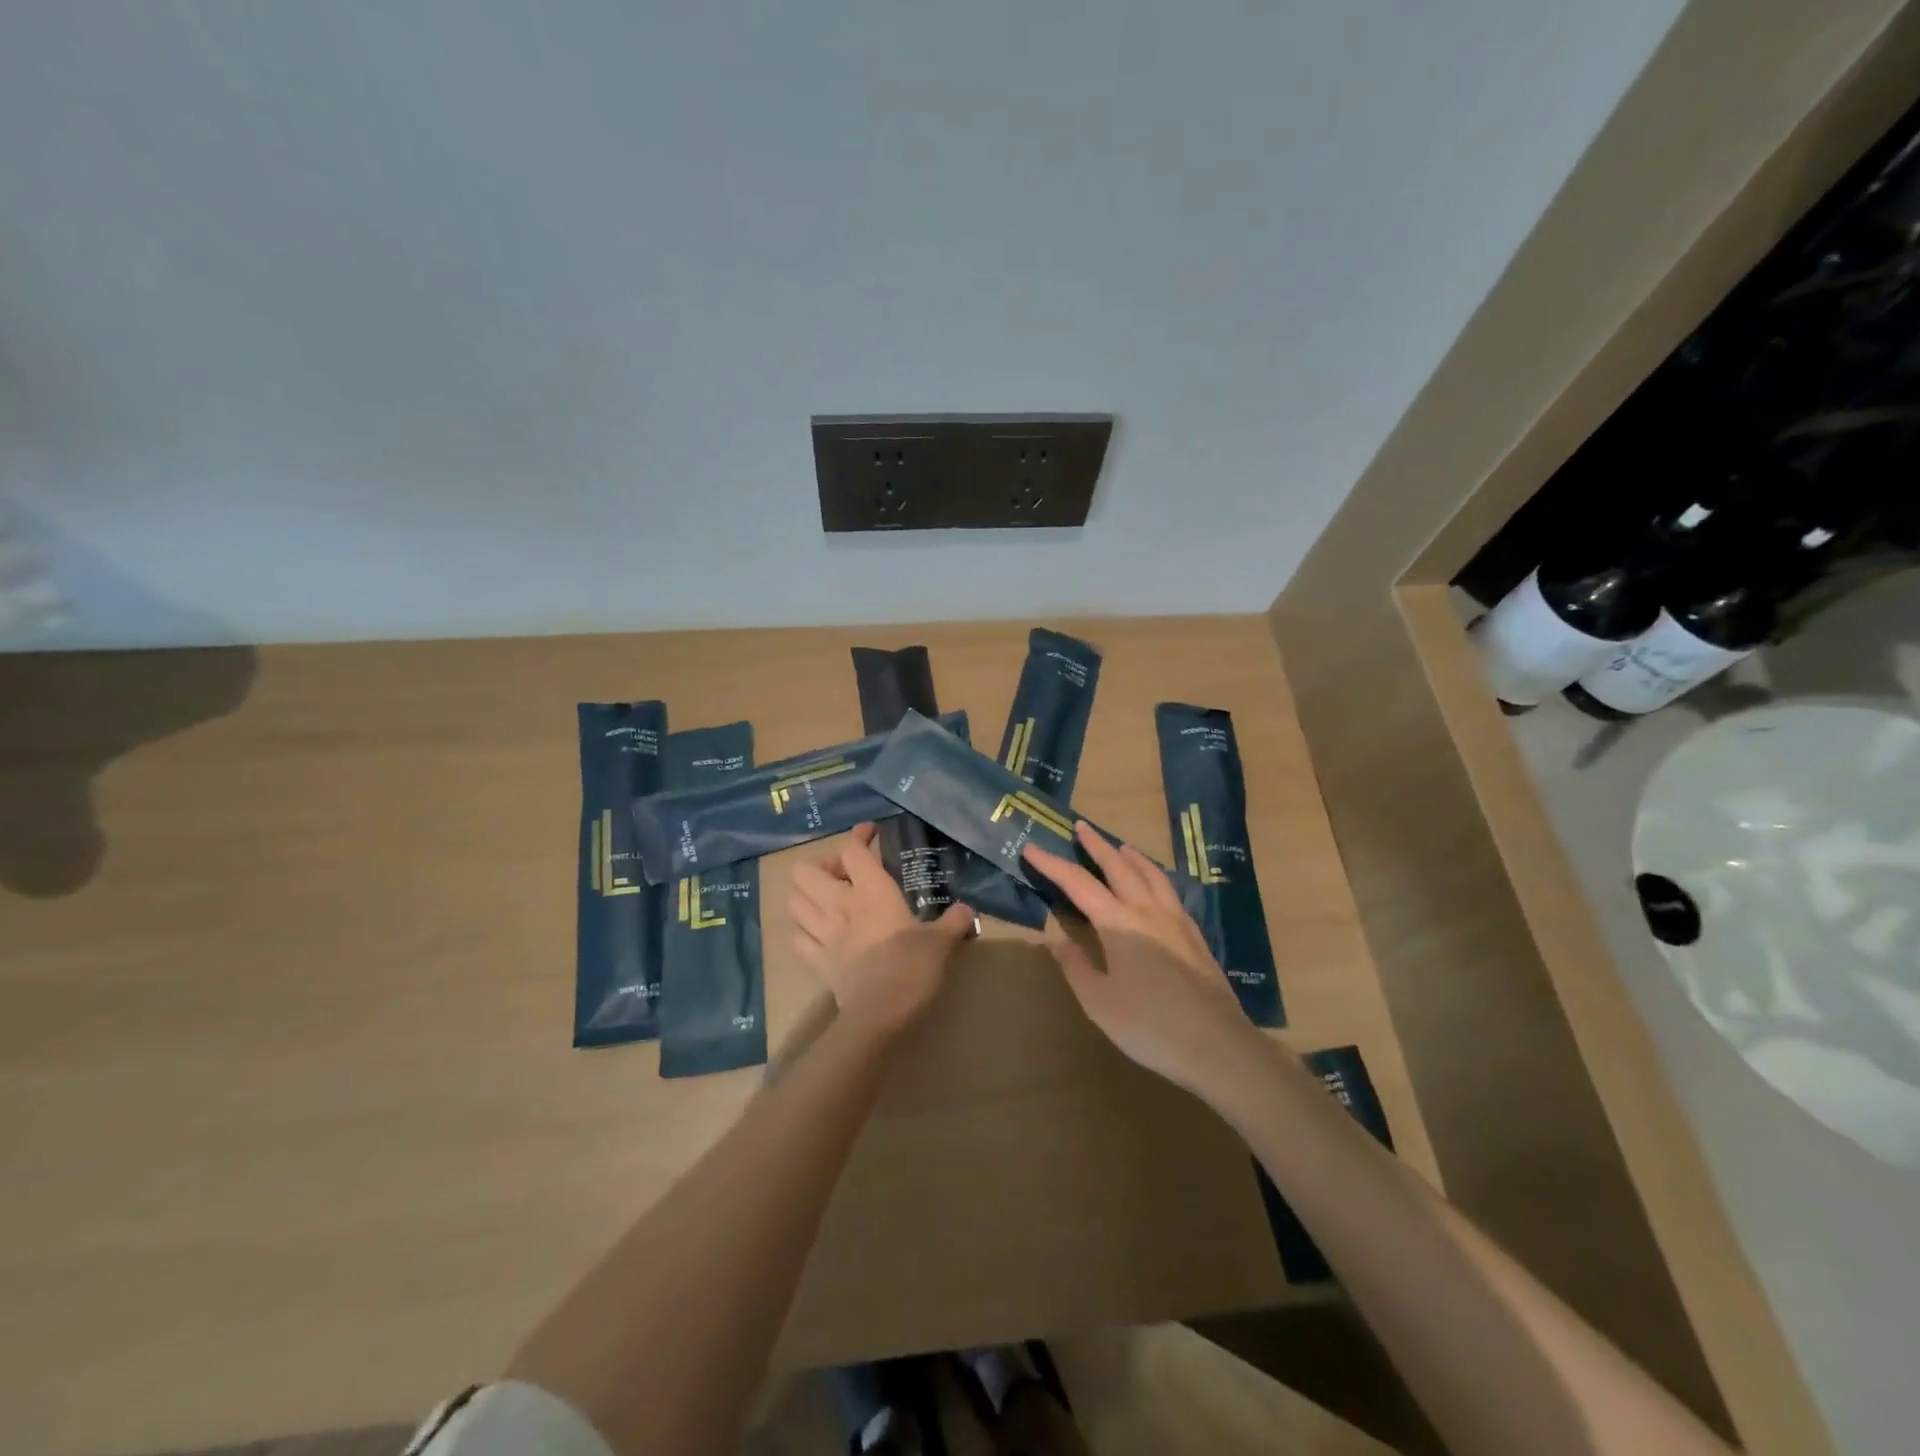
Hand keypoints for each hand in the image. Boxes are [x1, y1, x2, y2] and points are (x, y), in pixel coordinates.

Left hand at [790, 823, 973, 1034]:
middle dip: (822, 864)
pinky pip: (797, 938)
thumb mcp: (941, 942)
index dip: (858, 836)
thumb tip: (968, 911)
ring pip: (794, 901)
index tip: (870, 833)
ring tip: (828, 898)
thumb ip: (954, 922)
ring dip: (806, 894)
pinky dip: (802, 929)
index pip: (852, 850)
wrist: (880, 1016)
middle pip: (806, 870)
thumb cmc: (912, 968)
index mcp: (871, 892)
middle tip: (845, 872)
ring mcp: (823, 934)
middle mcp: (840, 905)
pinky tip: (818, 931)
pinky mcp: (817, 962)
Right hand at [1024, 824, 1261, 1098]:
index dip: (1052, 864)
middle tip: (1081, 826)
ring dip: (1130, 856)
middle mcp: (1147, 911)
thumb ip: (1076, 965)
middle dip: (1096, 845)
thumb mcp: (1099, 1002)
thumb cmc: (1150, 1026)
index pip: (1078, 884)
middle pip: (1118, 867)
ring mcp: (1176, 921)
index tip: (1031, 848)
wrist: (1218, 1045)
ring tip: (1119, 846)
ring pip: (1150, 874)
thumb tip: (1056, 937)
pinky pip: (1169, 891)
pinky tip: (1154, 886)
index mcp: (1119, 923)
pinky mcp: (1194, 935)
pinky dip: (1153, 875)